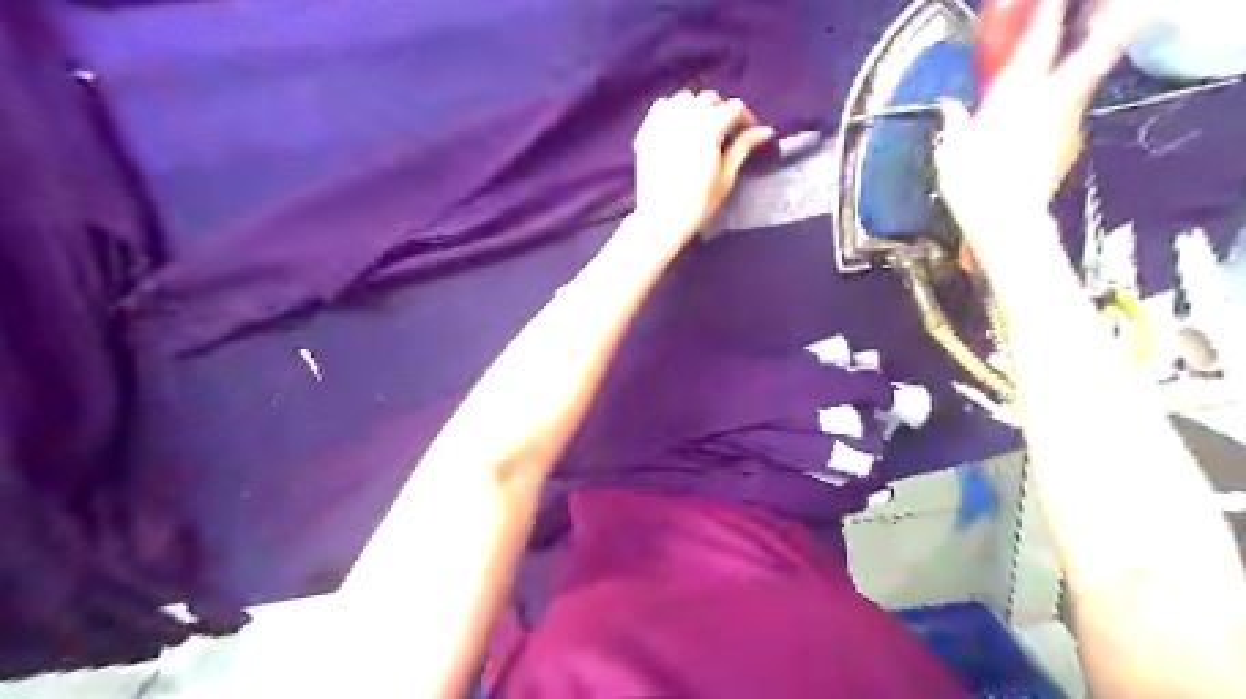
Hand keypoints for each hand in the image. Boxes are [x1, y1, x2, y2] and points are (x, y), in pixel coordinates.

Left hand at [638, 90, 775, 243]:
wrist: (661, 219)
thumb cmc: (698, 203)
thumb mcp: (726, 176)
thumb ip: (743, 148)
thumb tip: (765, 131)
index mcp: (709, 126)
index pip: (734, 107)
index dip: (745, 118)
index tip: (748, 132)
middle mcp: (685, 117)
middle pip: (709, 99)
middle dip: (721, 110)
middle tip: (726, 131)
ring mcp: (663, 123)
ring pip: (684, 99)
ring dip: (697, 107)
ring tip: (701, 127)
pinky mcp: (647, 132)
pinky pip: (662, 107)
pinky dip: (673, 110)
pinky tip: (678, 127)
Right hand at [945, 1, 1136, 252]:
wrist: (1008, 225)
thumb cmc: (975, 188)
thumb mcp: (951, 155)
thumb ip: (954, 124)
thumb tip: (949, 107)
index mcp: (1016, 100)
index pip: (1036, 47)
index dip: (1046, 17)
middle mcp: (1049, 105)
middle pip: (1091, 55)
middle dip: (1103, 28)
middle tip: (1113, 7)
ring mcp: (1065, 125)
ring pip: (1079, 83)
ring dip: (1080, 63)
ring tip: (1074, 51)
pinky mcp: (1068, 145)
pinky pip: (1064, 113)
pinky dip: (1058, 102)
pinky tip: (1041, 111)